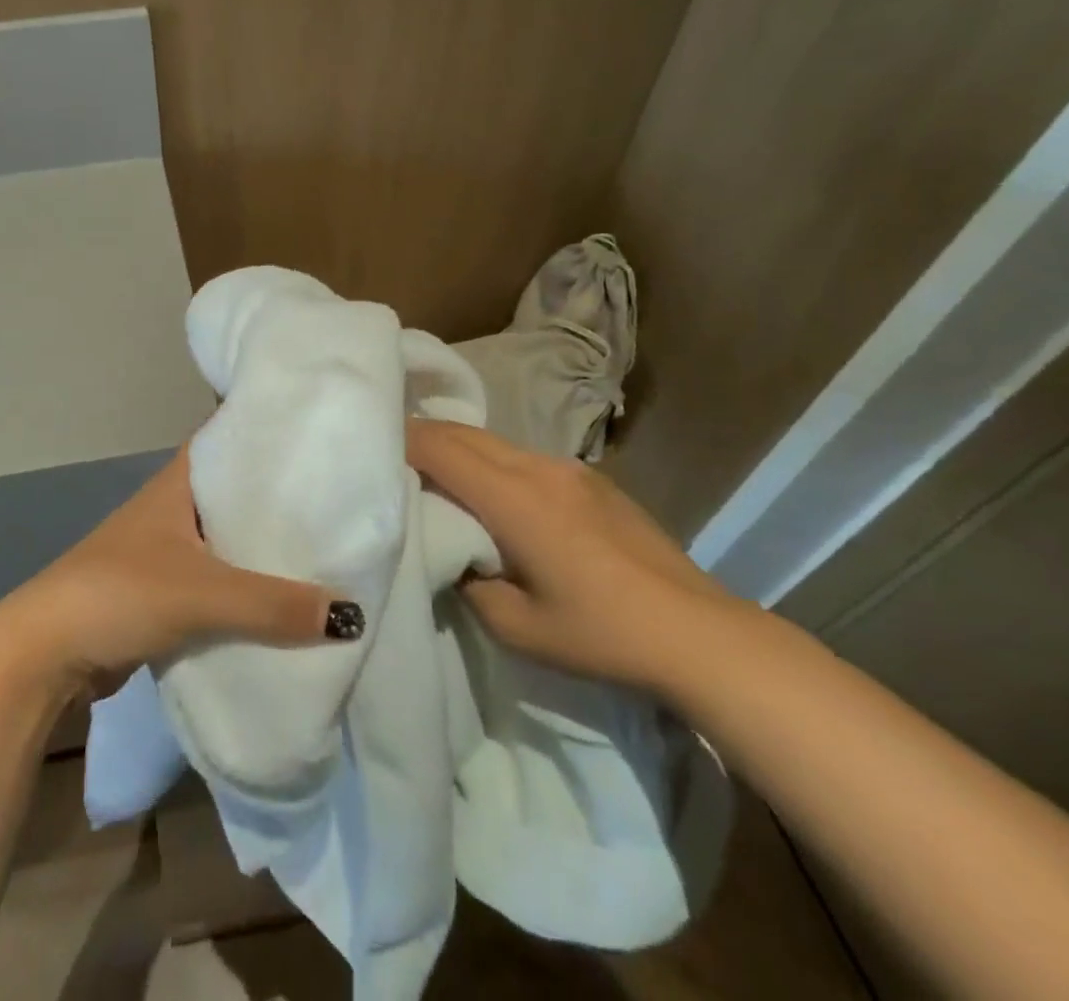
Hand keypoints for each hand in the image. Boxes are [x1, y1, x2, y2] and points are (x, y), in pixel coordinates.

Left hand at [0, 448, 356, 692]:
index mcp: (179, 482)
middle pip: (238, 491)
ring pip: (230, 538)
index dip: (270, 430)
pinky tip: (285, 599)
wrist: (47, 653)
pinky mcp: (166, 589)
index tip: (321, 432)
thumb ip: (272, 605)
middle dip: (282, 496)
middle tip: (342, 496)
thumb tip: (352, 614)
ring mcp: (169, 548)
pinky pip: (220, 579)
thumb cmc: (119, 593)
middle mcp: (175, 506)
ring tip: (328, 547)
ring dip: (265, 547)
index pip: (231, 437)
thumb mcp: (201, 594)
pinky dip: (248, 586)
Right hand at [406, 420, 753, 690]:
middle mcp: (537, 467)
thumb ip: (469, 582)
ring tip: (435, 473)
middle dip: (423, 437)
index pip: (440, 449)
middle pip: (464, 434)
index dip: (401, 441)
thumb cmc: (600, 633)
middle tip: (390, 454)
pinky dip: (492, 463)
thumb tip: (455, 556)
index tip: (371, 446)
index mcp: (513, 498)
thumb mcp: (515, 626)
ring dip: (459, 450)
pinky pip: (524, 458)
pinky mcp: (591, 480)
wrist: (698, 634)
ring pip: (494, 442)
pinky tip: (493, 494)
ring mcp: (568, 469)